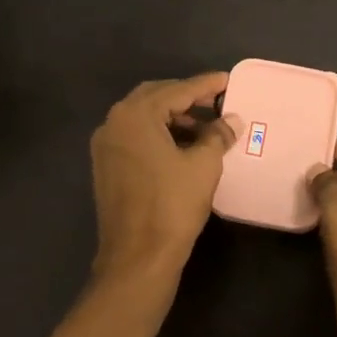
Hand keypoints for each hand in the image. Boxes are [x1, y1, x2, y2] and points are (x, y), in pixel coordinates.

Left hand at [90, 73, 238, 279]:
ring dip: (173, 118)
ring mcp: (105, 146)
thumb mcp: (203, 165)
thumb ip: (217, 135)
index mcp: (134, 115)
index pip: (176, 90)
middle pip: (155, 98)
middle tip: (216, 102)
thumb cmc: (172, 205)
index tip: (227, 80)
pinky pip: (135, 138)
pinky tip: (183, 147)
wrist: (138, 256)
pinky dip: (159, 135)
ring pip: (143, 118)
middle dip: (186, 98)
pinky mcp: (106, 167)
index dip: (205, 85)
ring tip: (206, 129)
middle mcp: (113, 123)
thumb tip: (231, 120)